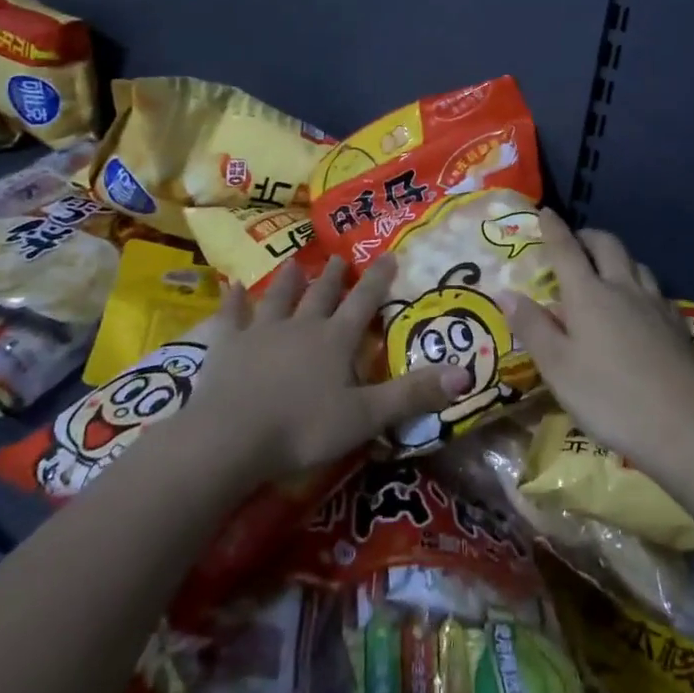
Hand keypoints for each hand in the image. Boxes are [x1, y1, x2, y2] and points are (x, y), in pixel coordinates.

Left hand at [185, 256, 470, 481]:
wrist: (231, 437)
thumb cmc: (303, 428)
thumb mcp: (366, 417)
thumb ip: (413, 395)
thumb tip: (466, 374)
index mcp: (335, 341)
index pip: (363, 303)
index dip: (378, 280)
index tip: (388, 255)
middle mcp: (301, 327)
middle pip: (321, 295)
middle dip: (333, 277)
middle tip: (339, 257)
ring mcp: (261, 333)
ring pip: (279, 298)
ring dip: (288, 281)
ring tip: (294, 263)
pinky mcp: (227, 346)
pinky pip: (231, 317)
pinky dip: (232, 301)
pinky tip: (231, 286)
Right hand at [503, 211, 693, 468]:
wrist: (684, 426)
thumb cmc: (609, 397)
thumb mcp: (558, 367)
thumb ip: (532, 327)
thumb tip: (506, 292)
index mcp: (589, 294)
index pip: (566, 250)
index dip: (553, 229)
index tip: (545, 212)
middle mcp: (623, 288)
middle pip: (607, 245)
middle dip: (588, 236)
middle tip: (575, 242)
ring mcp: (655, 305)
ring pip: (636, 264)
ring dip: (617, 258)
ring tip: (606, 271)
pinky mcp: (677, 325)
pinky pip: (655, 290)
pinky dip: (639, 285)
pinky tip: (638, 306)